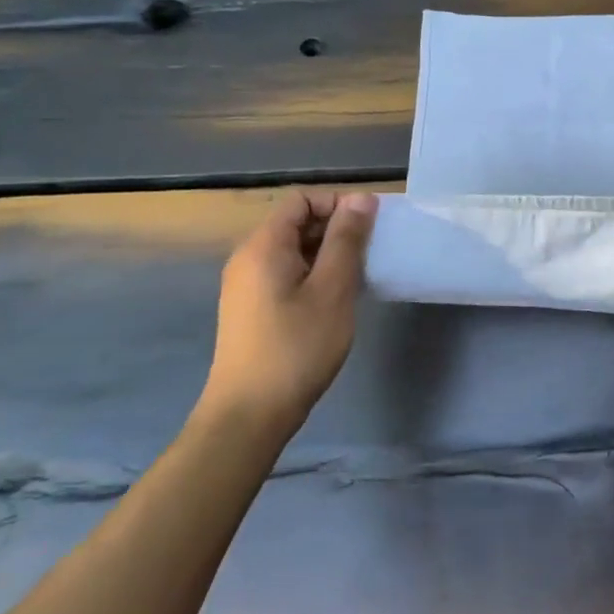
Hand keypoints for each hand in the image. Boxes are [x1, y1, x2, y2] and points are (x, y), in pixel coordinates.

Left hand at [199, 190, 377, 440]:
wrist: (249, 415)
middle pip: (296, 222)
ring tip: (356, 280)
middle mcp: (248, 258)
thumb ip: (347, 239)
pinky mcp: (251, 309)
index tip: (367, 230)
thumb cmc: (297, 347)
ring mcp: (246, 285)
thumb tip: (361, 198)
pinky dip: (313, 276)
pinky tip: (333, 301)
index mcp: (263, 246)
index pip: (302, 200)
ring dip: (327, 255)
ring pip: (294, 250)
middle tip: (368, 256)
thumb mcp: (332, 288)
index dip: (337, 205)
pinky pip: (286, 274)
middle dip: (336, 230)